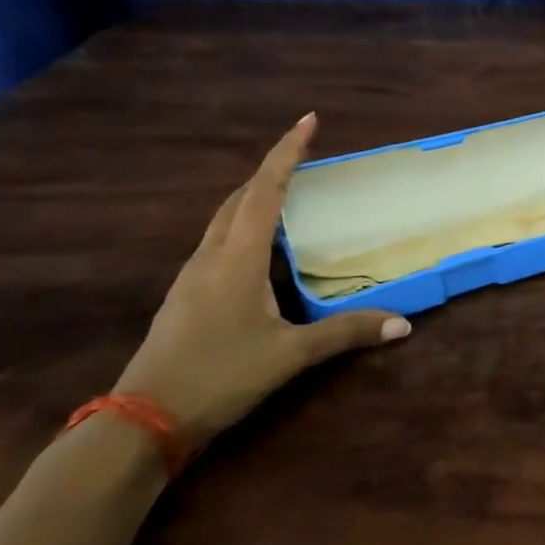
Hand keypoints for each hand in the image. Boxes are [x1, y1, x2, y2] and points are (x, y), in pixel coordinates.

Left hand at [113, 113, 409, 443]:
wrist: (141, 423)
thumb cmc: (218, 377)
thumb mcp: (289, 355)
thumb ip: (345, 334)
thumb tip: (403, 325)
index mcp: (236, 259)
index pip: (265, 191)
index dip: (286, 153)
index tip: (308, 120)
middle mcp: (211, 257)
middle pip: (239, 198)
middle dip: (271, 172)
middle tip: (305, 158)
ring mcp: (191, 277)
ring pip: (224, 220)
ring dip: (255, 199)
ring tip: (289, 196)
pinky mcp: (185, 296)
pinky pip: (218, 243)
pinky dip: (244, 227)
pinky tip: (261, 250)